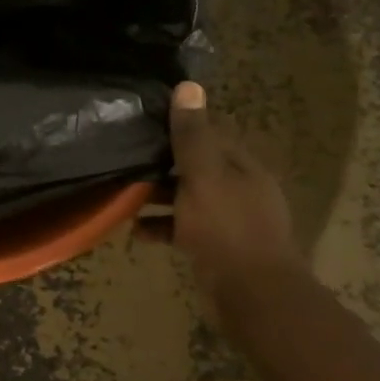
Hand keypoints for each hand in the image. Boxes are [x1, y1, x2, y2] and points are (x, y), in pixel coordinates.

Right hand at [143, 81, 303, 307]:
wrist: (253, 295)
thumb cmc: (226, 228)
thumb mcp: (203, 176)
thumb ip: (192, 135)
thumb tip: (188, 86)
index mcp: (242, 167)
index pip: (211, 135)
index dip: (181, 127)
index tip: (146, 123)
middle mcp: (240, 189)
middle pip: (198, 167)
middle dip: (164, 164)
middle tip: (128, 160)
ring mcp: (230, 220)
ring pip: (189, 199)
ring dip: (160, 197)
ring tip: (126, 196)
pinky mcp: (218, 248)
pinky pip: (185, 229)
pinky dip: (163, 227)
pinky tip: (138, 233)